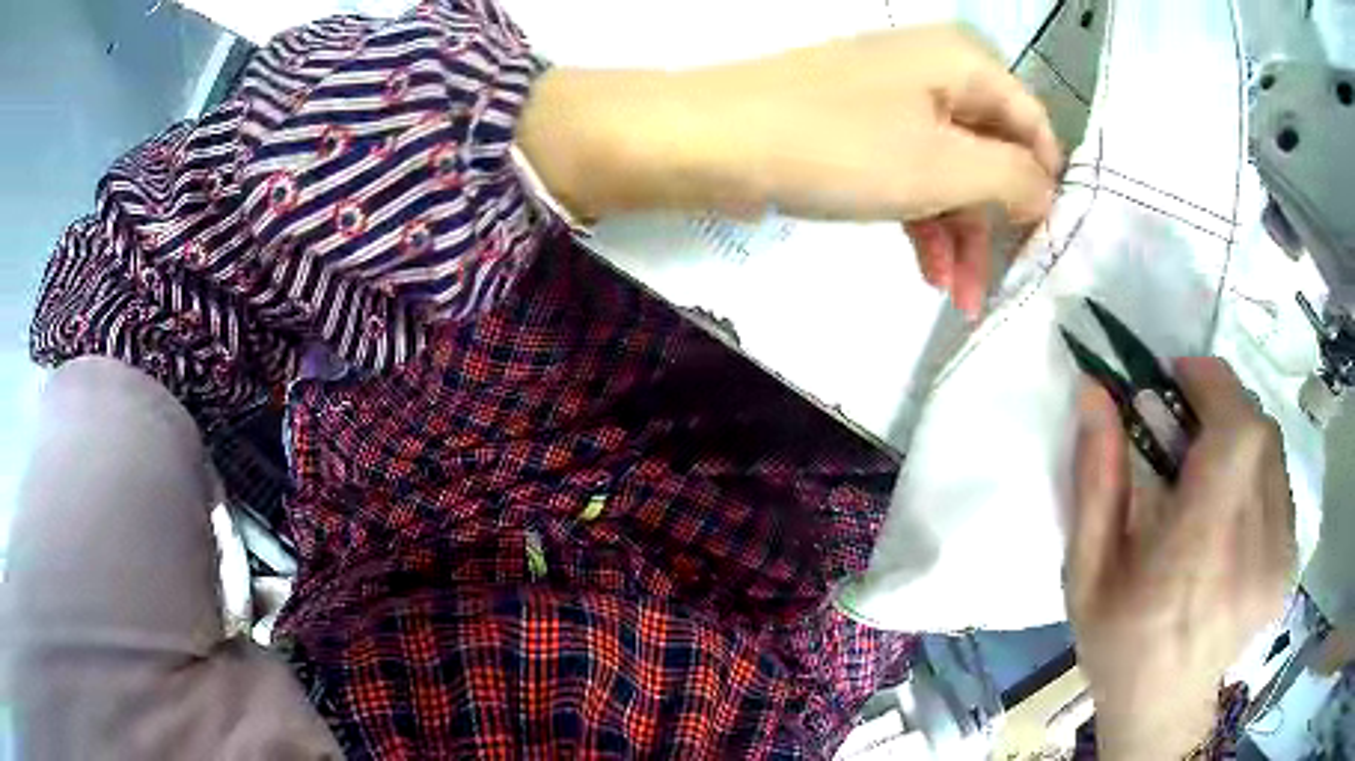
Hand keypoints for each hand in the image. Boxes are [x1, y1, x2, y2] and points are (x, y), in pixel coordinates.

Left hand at [517, 25, 1060, 315]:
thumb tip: (1047, 193)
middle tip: (994, 290)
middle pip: (992, 154)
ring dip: (960, 236)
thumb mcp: (946, 166)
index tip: (1044, 249)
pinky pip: (911, 176)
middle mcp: (935, 73)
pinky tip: (928, 271)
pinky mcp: (860, 132)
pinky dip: (924, 222)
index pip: (1035, 127)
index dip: (1046, 188)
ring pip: (951, 173)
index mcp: (964, 63)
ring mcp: (894, 102)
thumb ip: (1014, 179)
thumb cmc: (842, 146)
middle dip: (996, 226)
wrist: (715, 142)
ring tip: (957, 298)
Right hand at [1067, 358, 1295, 759]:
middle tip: (1189, 425)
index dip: (1214, 386)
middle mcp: (1250, 556)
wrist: (1164, 709)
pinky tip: (1232, 509)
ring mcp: (1277, 563)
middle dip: (1223, 408)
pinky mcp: (1288, 566)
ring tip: (1210, 472)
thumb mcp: (1086, 572)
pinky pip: (1280, 485)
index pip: (1235, 435)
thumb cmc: (1118, 644)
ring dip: (1241, 439)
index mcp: (1194, 560)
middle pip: (1259, 434)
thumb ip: (1096, 480)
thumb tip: (1096, 393)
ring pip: (1273, 453)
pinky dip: (1256, 473)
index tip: (1180, 376)